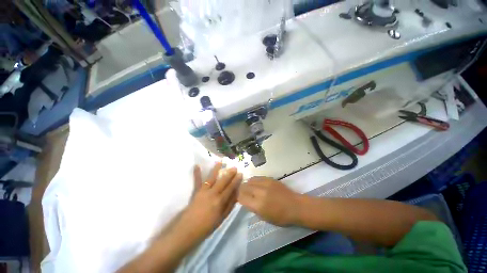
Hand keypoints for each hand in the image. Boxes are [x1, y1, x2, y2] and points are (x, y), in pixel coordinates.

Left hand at [178, 163, 242, 240]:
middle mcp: (213, 194)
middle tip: (234, 167)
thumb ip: (229, 205)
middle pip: (223, 181)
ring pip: (211, 178)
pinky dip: (197, 173)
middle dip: (229, 173)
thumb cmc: (207, 226)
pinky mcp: (196, 192)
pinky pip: (197, 181)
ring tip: (220, 162)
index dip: (236, 181)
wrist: (188, 230)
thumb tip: (236, 194)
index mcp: (220, 201)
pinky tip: (197, 165)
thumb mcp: (222, 218)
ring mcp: (203, 191)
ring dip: (216, 169)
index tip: (240, 174)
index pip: (230, 188)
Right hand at [238, 177, 301, 226]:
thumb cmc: (281, 216)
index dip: (238, 197)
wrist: (295, 206)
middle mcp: (260, 192)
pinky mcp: (269, 178)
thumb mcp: (264, 217)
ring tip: (249, 187)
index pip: (241, 197)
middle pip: (244, 187)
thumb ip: (253, 207)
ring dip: (247, 184)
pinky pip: (257, 177)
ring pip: (250, 180)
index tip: (238, 198)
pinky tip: (256, 183)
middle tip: (242, 192)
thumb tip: (245, 199)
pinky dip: (254, 180)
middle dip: (241, 190)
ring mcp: (265, 184)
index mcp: (258, 205)